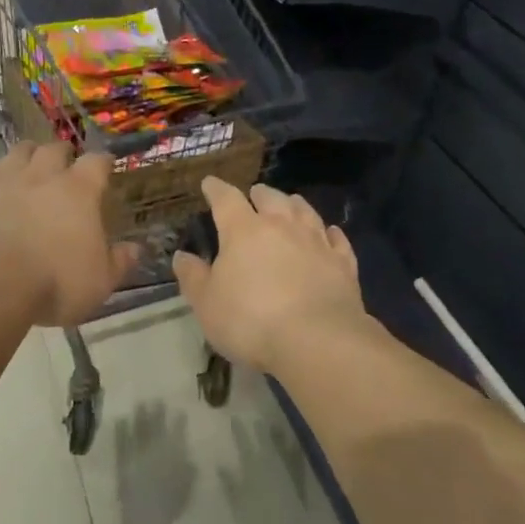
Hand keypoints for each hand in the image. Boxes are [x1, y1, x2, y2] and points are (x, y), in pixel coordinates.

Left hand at [0, 140, 137, 326]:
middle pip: (55, 149)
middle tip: (65, 165)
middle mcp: (43, 175)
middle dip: (63, 153)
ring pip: (18, 151)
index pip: (97, 162)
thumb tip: (135, 248)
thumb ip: (119, 262)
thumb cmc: (53, 282)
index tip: (105, 167)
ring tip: (29, 164)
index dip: (103, 163)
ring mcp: (4, 179)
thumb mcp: (99, 283)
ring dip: (27, 154)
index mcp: (79, 191)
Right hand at [173, 178, 368, 373]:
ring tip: (290, 202)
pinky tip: (331, 233)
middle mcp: (281, 225)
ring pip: (305, 211)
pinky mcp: (343, 263)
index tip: (210, 183)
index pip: (226, 199)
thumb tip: (182, 255)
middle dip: (259, 194)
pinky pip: (336, 239)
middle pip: (270, 198)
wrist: (317, 340)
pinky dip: (330, 233)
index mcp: (244, 230)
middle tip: (255, 194)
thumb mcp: (207, 304)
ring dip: (294, 205)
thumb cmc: (251, 320)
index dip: (216, 189)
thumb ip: (193, 277)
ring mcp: (316, 241)